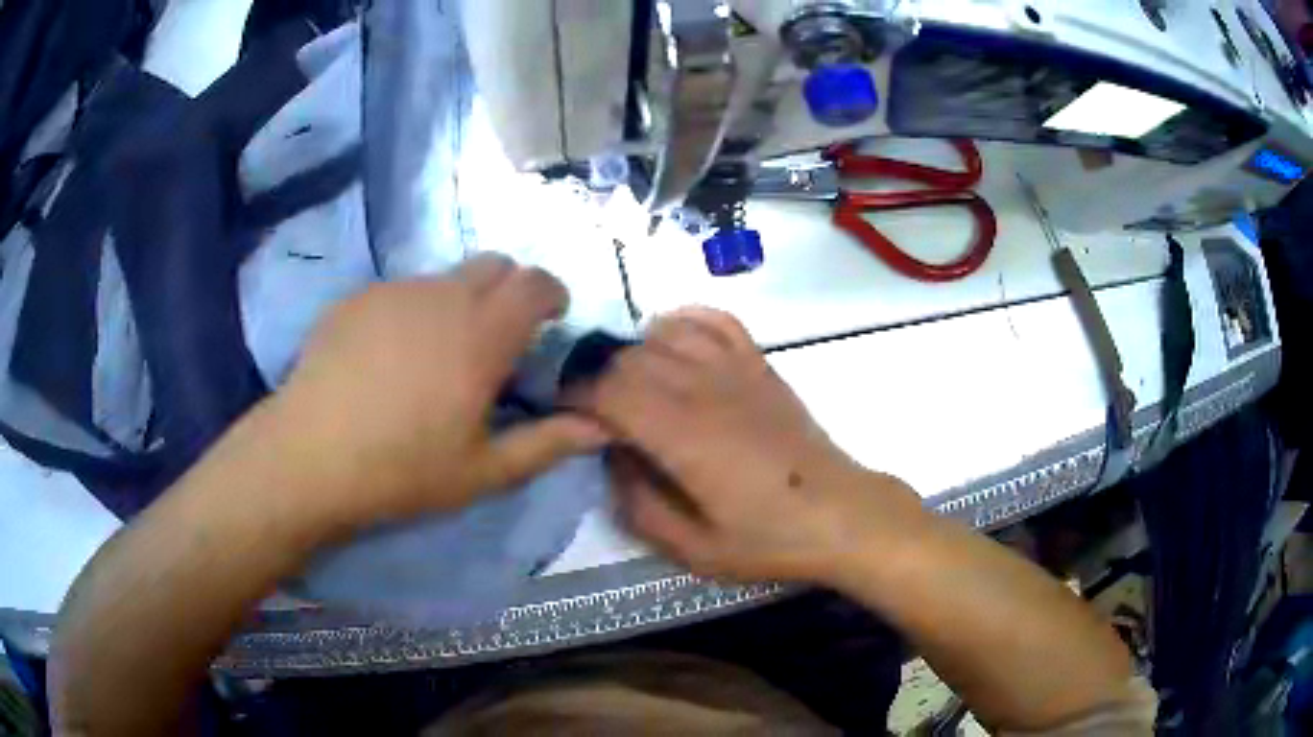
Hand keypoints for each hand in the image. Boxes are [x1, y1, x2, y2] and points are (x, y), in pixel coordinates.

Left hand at [273, 253, 609, 528]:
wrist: (310, 454)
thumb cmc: (403, 469)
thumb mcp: (484, 470)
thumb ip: (548, 443)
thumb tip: (602, 429)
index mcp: (482, 334)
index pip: (534, 282)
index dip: (552, 293)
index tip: (552, 319)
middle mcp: (442, 296)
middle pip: (494, 264)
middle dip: (510, 290)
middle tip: (499, 339)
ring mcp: (395, 291)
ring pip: (446, 277)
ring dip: (460, 302)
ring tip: (438, 355)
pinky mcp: (358, 297)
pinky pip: (403, 290)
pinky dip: (415, 310)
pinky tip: (390, 357)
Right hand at [582, 309, 924, 583]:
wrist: (838, 512)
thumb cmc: (766, 537)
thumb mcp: (692, 548)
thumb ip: (638, 504)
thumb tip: (611, 458)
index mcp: (681, 434)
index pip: (607, 389)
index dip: (574, 395)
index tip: (563, 414)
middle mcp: (702, 388)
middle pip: (628, 357)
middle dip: (597, 377)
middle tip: (592, 408)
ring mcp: (734, 368)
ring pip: (662, 334)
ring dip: (634, 353)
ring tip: (630, 384)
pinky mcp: (758, 363)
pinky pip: (713, 320)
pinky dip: (682, 321)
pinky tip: (672, 342)